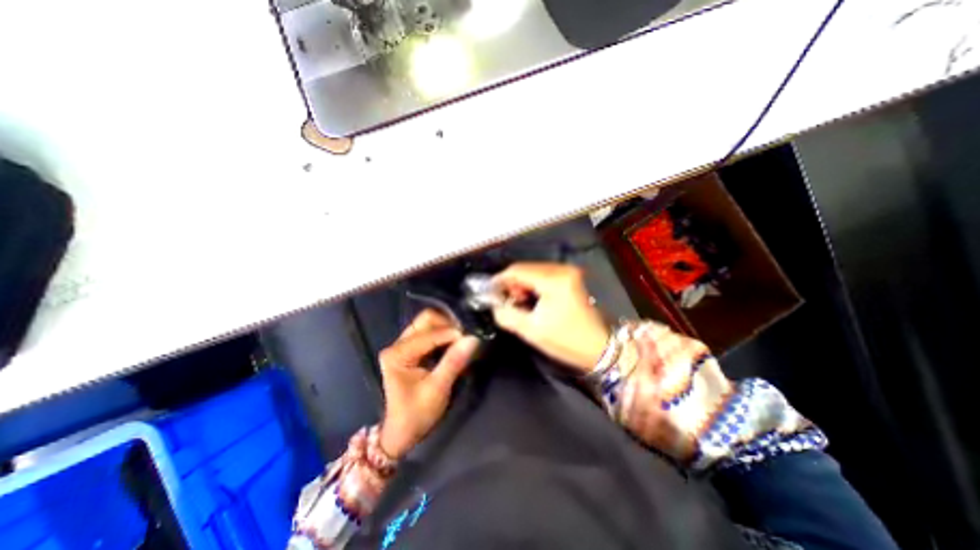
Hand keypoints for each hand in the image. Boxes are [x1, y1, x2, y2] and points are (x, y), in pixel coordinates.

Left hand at [375, 308, 480, 459]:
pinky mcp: (410, 348)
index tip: (471, 340)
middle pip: (426, 320)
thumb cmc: (417, 414)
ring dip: (447, 327)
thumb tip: (473, 339)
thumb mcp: (437, 390)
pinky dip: (443, 333)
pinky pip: (428, 331)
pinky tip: (453, 342)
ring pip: (427, 323)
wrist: (402, 432)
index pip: (429, 334)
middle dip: (448, 324)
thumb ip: (453, 362)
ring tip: (462, 339)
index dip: (451, 334)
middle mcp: (397, 344)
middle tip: (465, 336)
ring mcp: (402, 345)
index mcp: (397, 354)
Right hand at [494, 263, 609, 372]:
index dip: (500, 279)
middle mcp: (562, 269)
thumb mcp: (531, 330)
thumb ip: (506, 314)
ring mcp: (568, 272)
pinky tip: (531, 298)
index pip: (517, 270)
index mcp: (553, 280)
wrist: (600, 347)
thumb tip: (493, 303)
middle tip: (505, 300)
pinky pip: (544, 274)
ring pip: (534, 270)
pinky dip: (533, 284)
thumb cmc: (566, 341)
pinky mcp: (571, 277)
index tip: (489, 291)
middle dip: (512, 283)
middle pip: (526, 268)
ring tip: (519, 302)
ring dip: (522, 283)